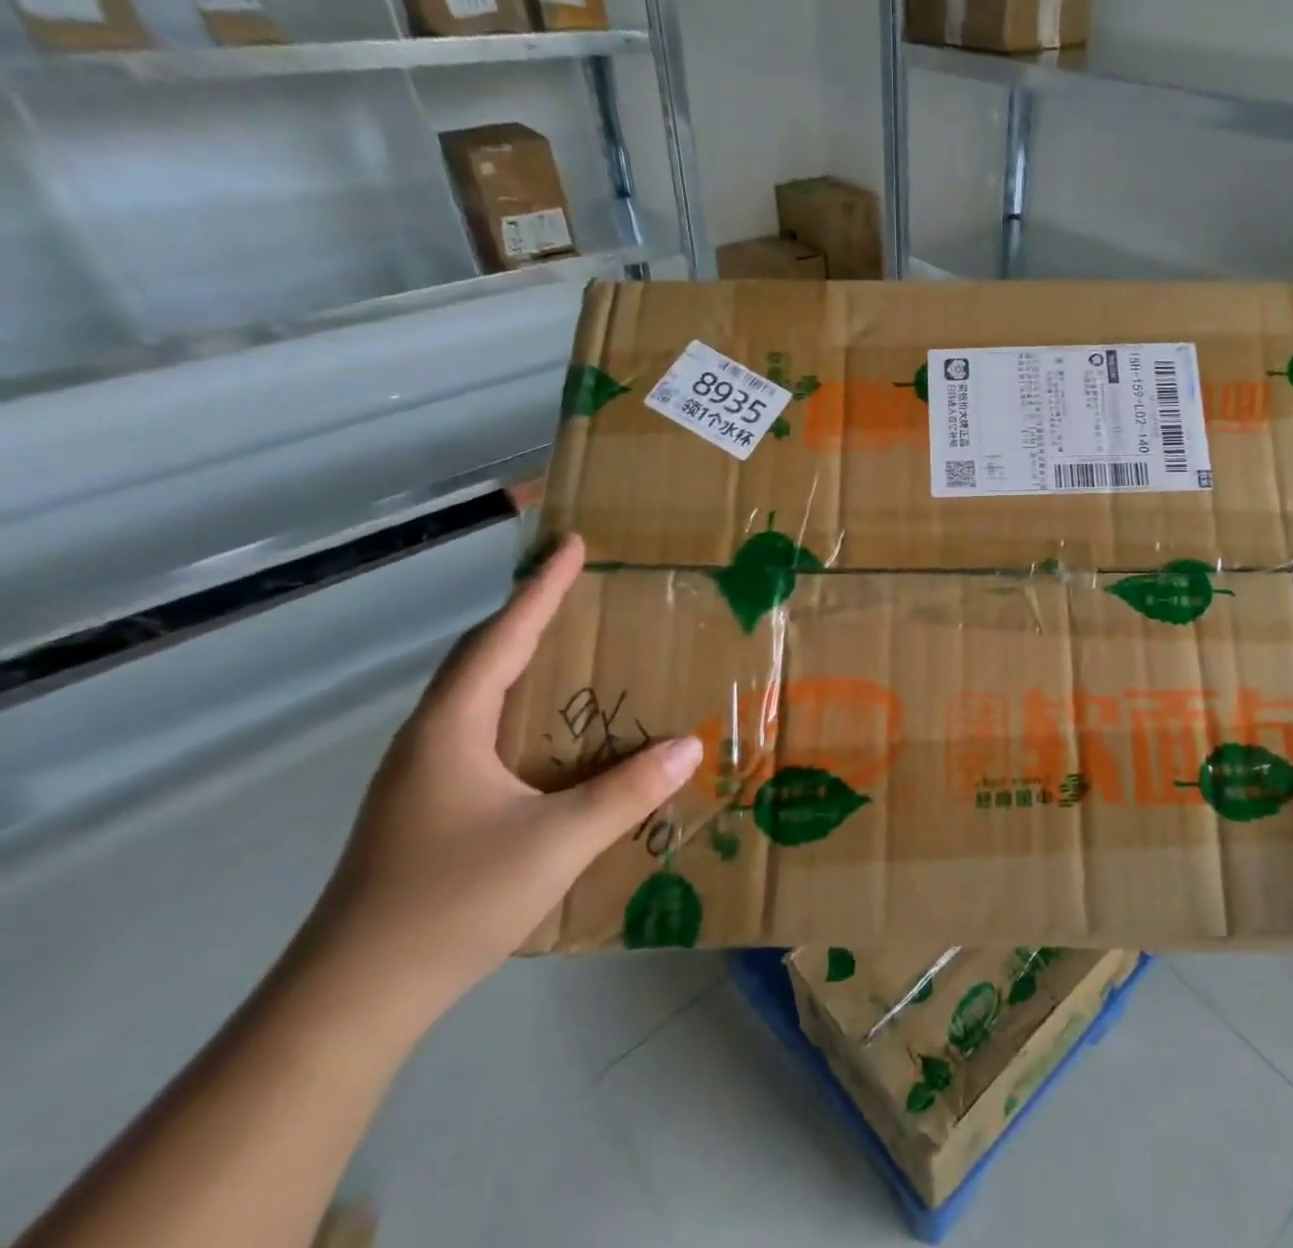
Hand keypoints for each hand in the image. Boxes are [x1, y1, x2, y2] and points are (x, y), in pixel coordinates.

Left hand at [296, 535, 701, 1031]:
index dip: (541, 589)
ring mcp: (422, 777)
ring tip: (571, 649)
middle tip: (576, 589)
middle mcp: (430, 740)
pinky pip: (481, 732)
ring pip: (478, 697)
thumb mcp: (556, 842)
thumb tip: (689, 746)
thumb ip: (627, 792)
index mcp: (451, 729)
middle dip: (528, 616)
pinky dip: (518, 709)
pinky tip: (549, 735)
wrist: (350, 1001)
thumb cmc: (450, 903)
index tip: (572, 545)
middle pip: (482, 657)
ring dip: (521, 662)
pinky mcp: (427, 809)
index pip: (502, 638)